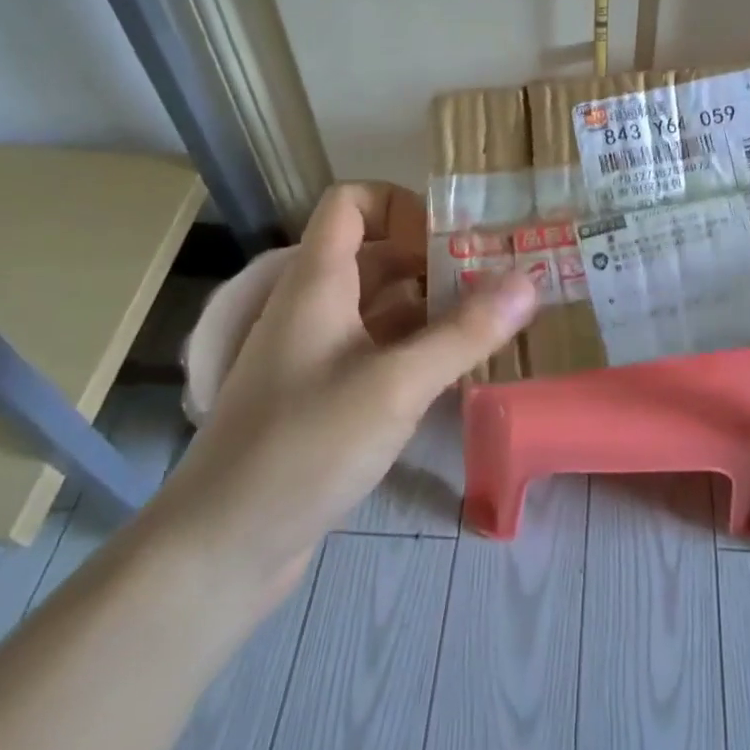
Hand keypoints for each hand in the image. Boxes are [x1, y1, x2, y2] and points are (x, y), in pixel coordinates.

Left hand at [133, 182, 537, 618]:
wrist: (221, 547)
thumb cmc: (304, 446)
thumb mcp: (396, 385)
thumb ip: (465, 332)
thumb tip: (529, 279)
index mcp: (318, 282)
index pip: (351, 202)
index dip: (401, 203)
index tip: (453, 235)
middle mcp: (315, 306)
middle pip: (377, 254)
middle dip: (435, 258)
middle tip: (496, 278)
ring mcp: (317, 354)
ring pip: (381, 306)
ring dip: (432, 306)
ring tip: (492, 320)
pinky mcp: (325, 397)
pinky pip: (378, 350)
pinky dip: (417, 348)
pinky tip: (458, 369)